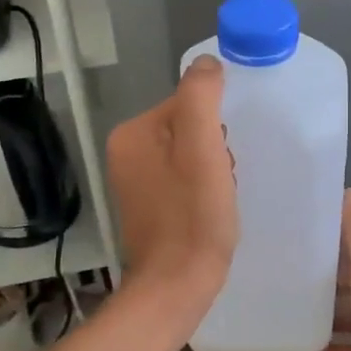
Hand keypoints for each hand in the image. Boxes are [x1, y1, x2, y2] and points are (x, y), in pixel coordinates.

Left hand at [106, 56, 237, 313]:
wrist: (176, 286)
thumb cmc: (193, 217)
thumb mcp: (202, 147)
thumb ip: (201, 96)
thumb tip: (207, 63)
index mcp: (133, 134)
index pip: (186, 103)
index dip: (215, 126)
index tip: (224, 156)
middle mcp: (126, 153)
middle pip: (188, 129)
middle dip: (214, 148)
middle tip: (224, 179)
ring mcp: (136, 183)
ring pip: (190, 156)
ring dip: (213, 169)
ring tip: (221, 196)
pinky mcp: (150, 208)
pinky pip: (184, 181)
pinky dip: (203, 189)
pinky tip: (212, 209)